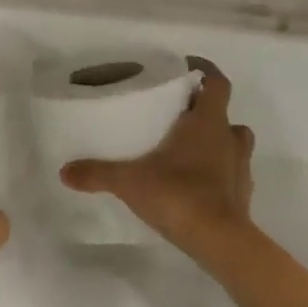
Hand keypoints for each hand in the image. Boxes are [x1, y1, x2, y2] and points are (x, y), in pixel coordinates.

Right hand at [60, 59, 254, 258]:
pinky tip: (196, 182)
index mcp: (207, 123)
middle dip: (204, 110)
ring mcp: (240, 166)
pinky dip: (218, 171)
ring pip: (233, 141)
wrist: (218, 239)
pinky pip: (231, 172)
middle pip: (223, 113)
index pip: (216, 83)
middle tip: (177, 115)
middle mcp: (229, 138)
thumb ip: (97, 173)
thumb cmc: (178, 195)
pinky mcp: (242, 192)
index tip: (187, 67)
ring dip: (216, 140)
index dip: (205, 71)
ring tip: (188, 148)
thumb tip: (64, 171)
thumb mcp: (129, 182)